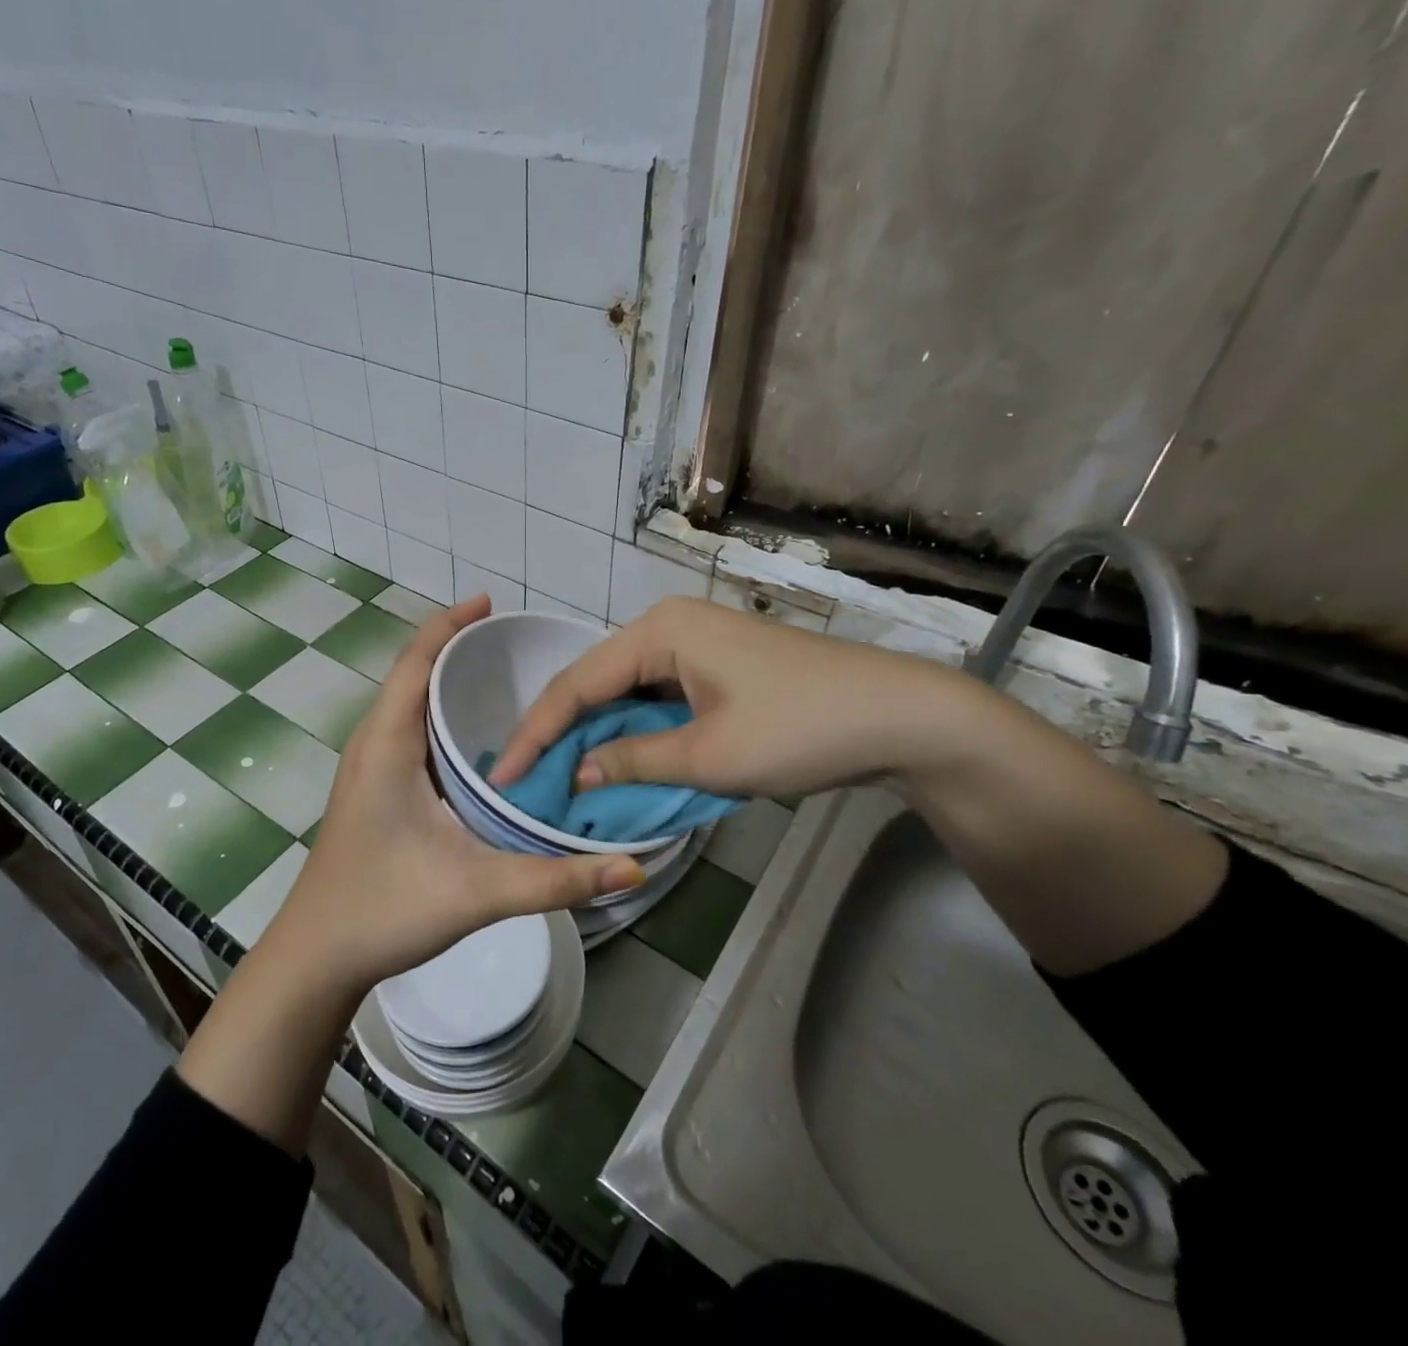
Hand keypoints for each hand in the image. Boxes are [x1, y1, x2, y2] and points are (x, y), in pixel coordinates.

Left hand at [261, 595, 644, 1000]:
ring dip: (448, 685)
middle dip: (458, 650)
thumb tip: (632, 870)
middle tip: (516, 644)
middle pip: (414, 676)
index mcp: (386, 744)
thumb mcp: (475, 891)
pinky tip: (478, 743)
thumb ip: (555, 880)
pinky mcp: (374, 792)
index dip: (449, 625)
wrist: (315, 959)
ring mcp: (368, 770)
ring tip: (504, 680)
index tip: (488, 602)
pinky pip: (410, 736)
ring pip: (410, 708)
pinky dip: (442, 720)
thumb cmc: (382, 910)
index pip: (415, 662)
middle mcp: (372, 745)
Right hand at [489, 596, 972, 799]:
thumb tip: (577, 772)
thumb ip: (633, 761)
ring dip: (597, 735)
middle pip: (596, 683)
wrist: (902, 717)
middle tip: (528, 780)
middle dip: (561, 733)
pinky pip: (656, 699)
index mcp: (658, 632)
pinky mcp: (715, 670)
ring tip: (559, 776)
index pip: (576, 683)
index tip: (505, 777)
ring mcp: (694, 646)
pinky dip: (634, 733)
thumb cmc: (800, 729)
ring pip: (626, 693)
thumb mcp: (709, 754)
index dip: (536, 733)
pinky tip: (615, 762)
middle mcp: (668, 628)